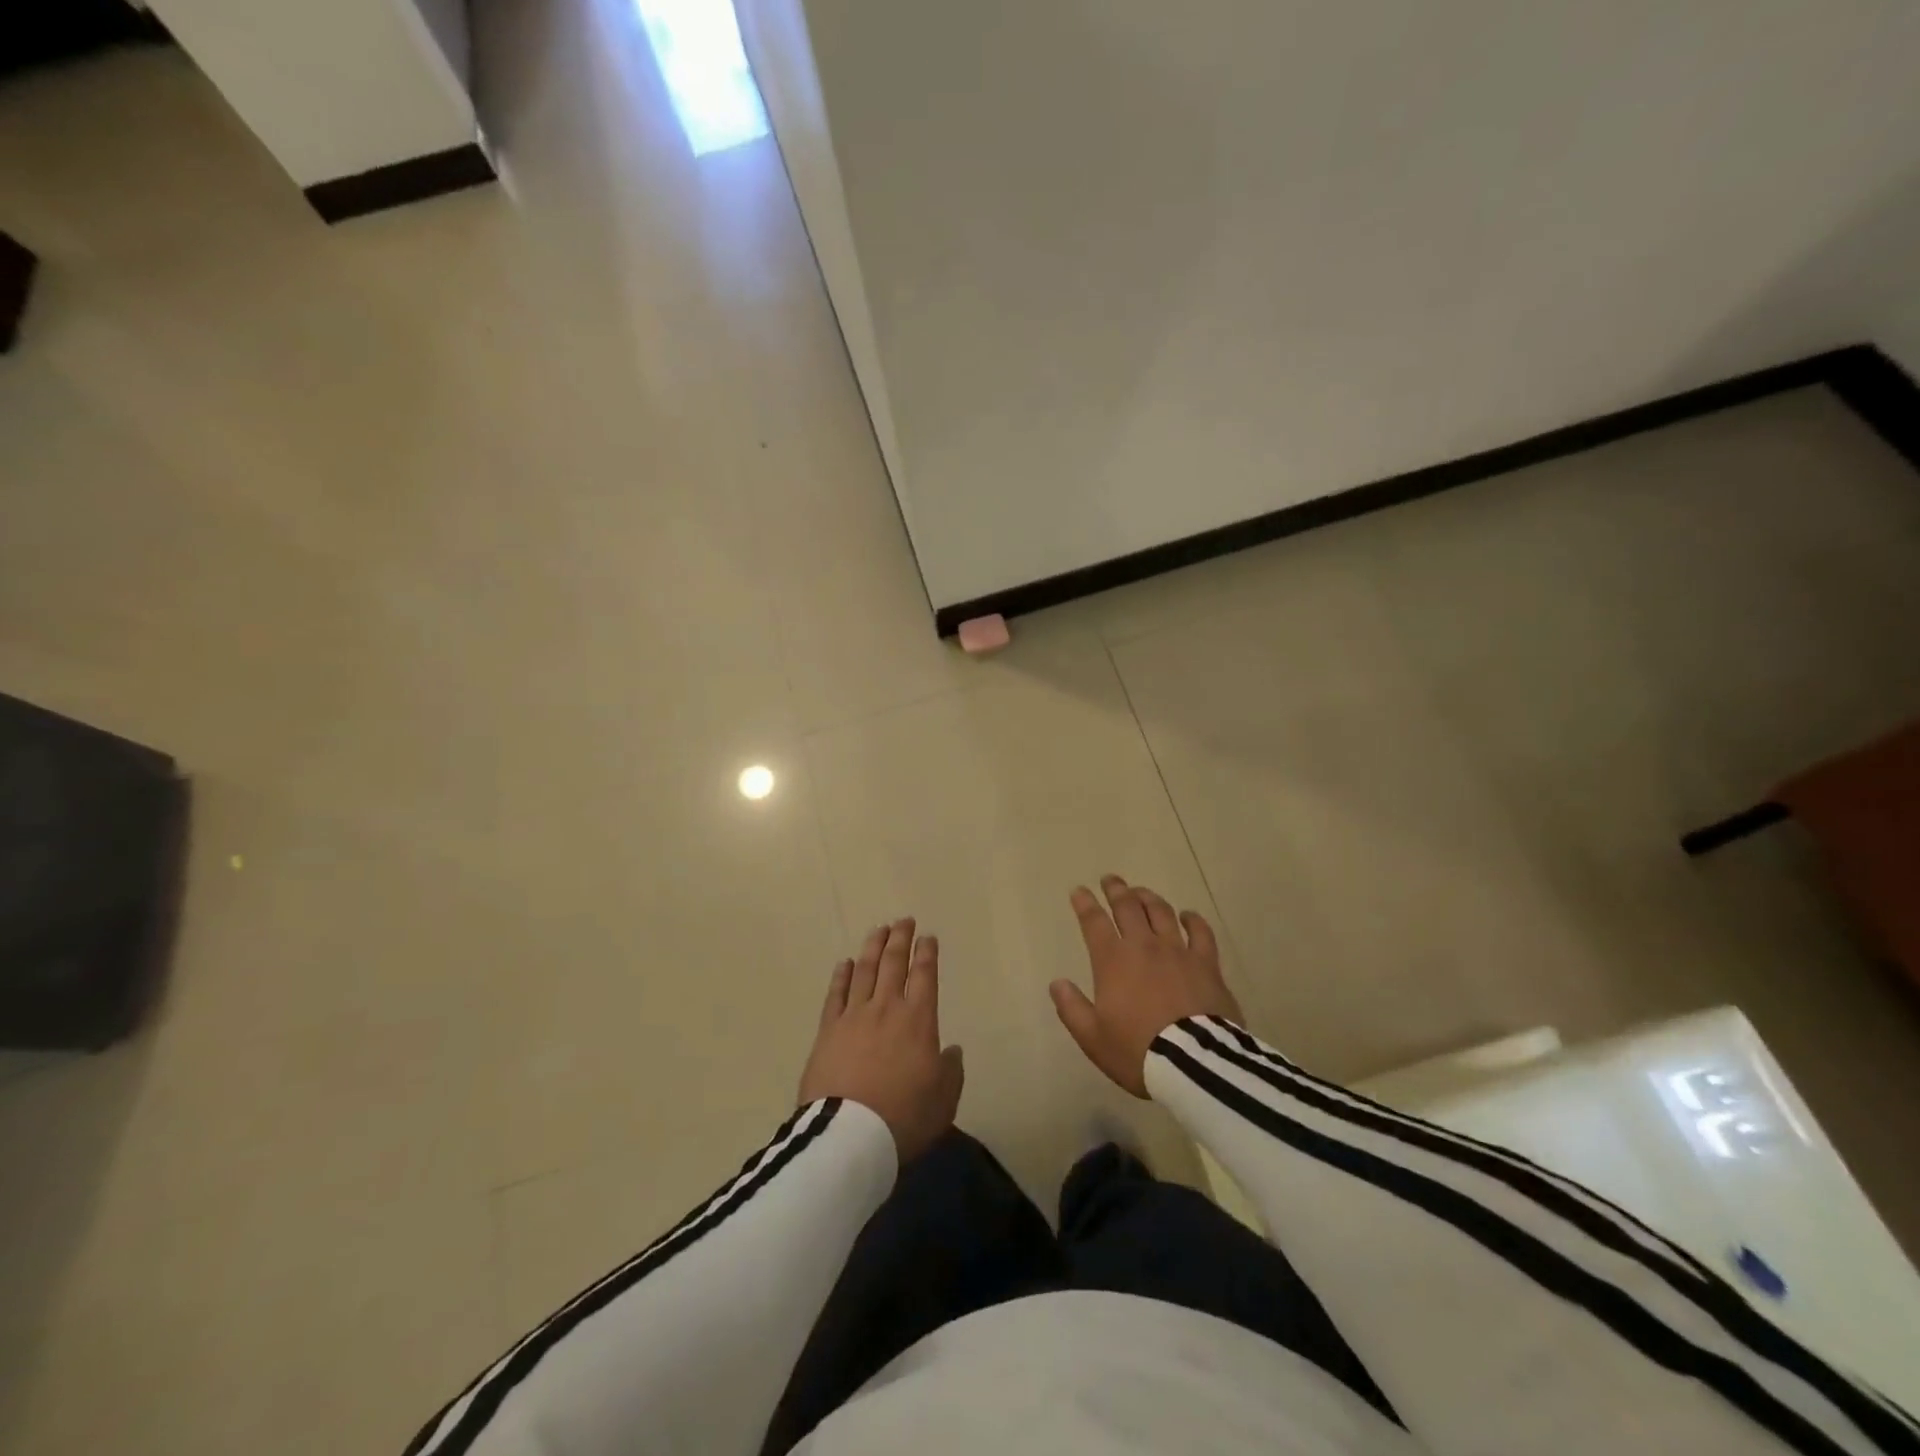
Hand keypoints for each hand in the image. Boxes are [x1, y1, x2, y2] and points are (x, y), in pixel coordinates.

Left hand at [798, 919, 963, 1162]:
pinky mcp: (827, 1031)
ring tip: (879, 929)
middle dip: (900, 939)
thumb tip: (950, 1050)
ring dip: (873, 947)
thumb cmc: (904, 1117)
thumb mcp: (944, 1100)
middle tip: (904, 920)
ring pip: (864, 970)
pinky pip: (835, 994)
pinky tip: (844, 963)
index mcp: (918, 1020)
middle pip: (893, 963)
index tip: (928, 937)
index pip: (924, 975)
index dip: (927, 953)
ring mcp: (854, 1016)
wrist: (850, 1136)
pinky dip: (841, 975)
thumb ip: (951, 1071)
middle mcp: (886, 1008)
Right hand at [1050, 874, 1241, 1097]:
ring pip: (1161, 912)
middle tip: (1110, 880)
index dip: (1085, 904)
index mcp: (1112, 961)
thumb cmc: (1137, 1051)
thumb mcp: (1093, 1037)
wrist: (1194, 1064)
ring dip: (1148, 897)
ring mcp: (1178, 951)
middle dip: (1116, 890)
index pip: (1094, 922)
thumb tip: (1057, 983)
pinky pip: (1200, 932)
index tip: (1079, 891)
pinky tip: (1187, 915)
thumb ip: (1072, 1008)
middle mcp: (1144, 946)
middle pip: (1128, 907)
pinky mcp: (1207, 963)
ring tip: (1141, 892)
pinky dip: (1192, 919)